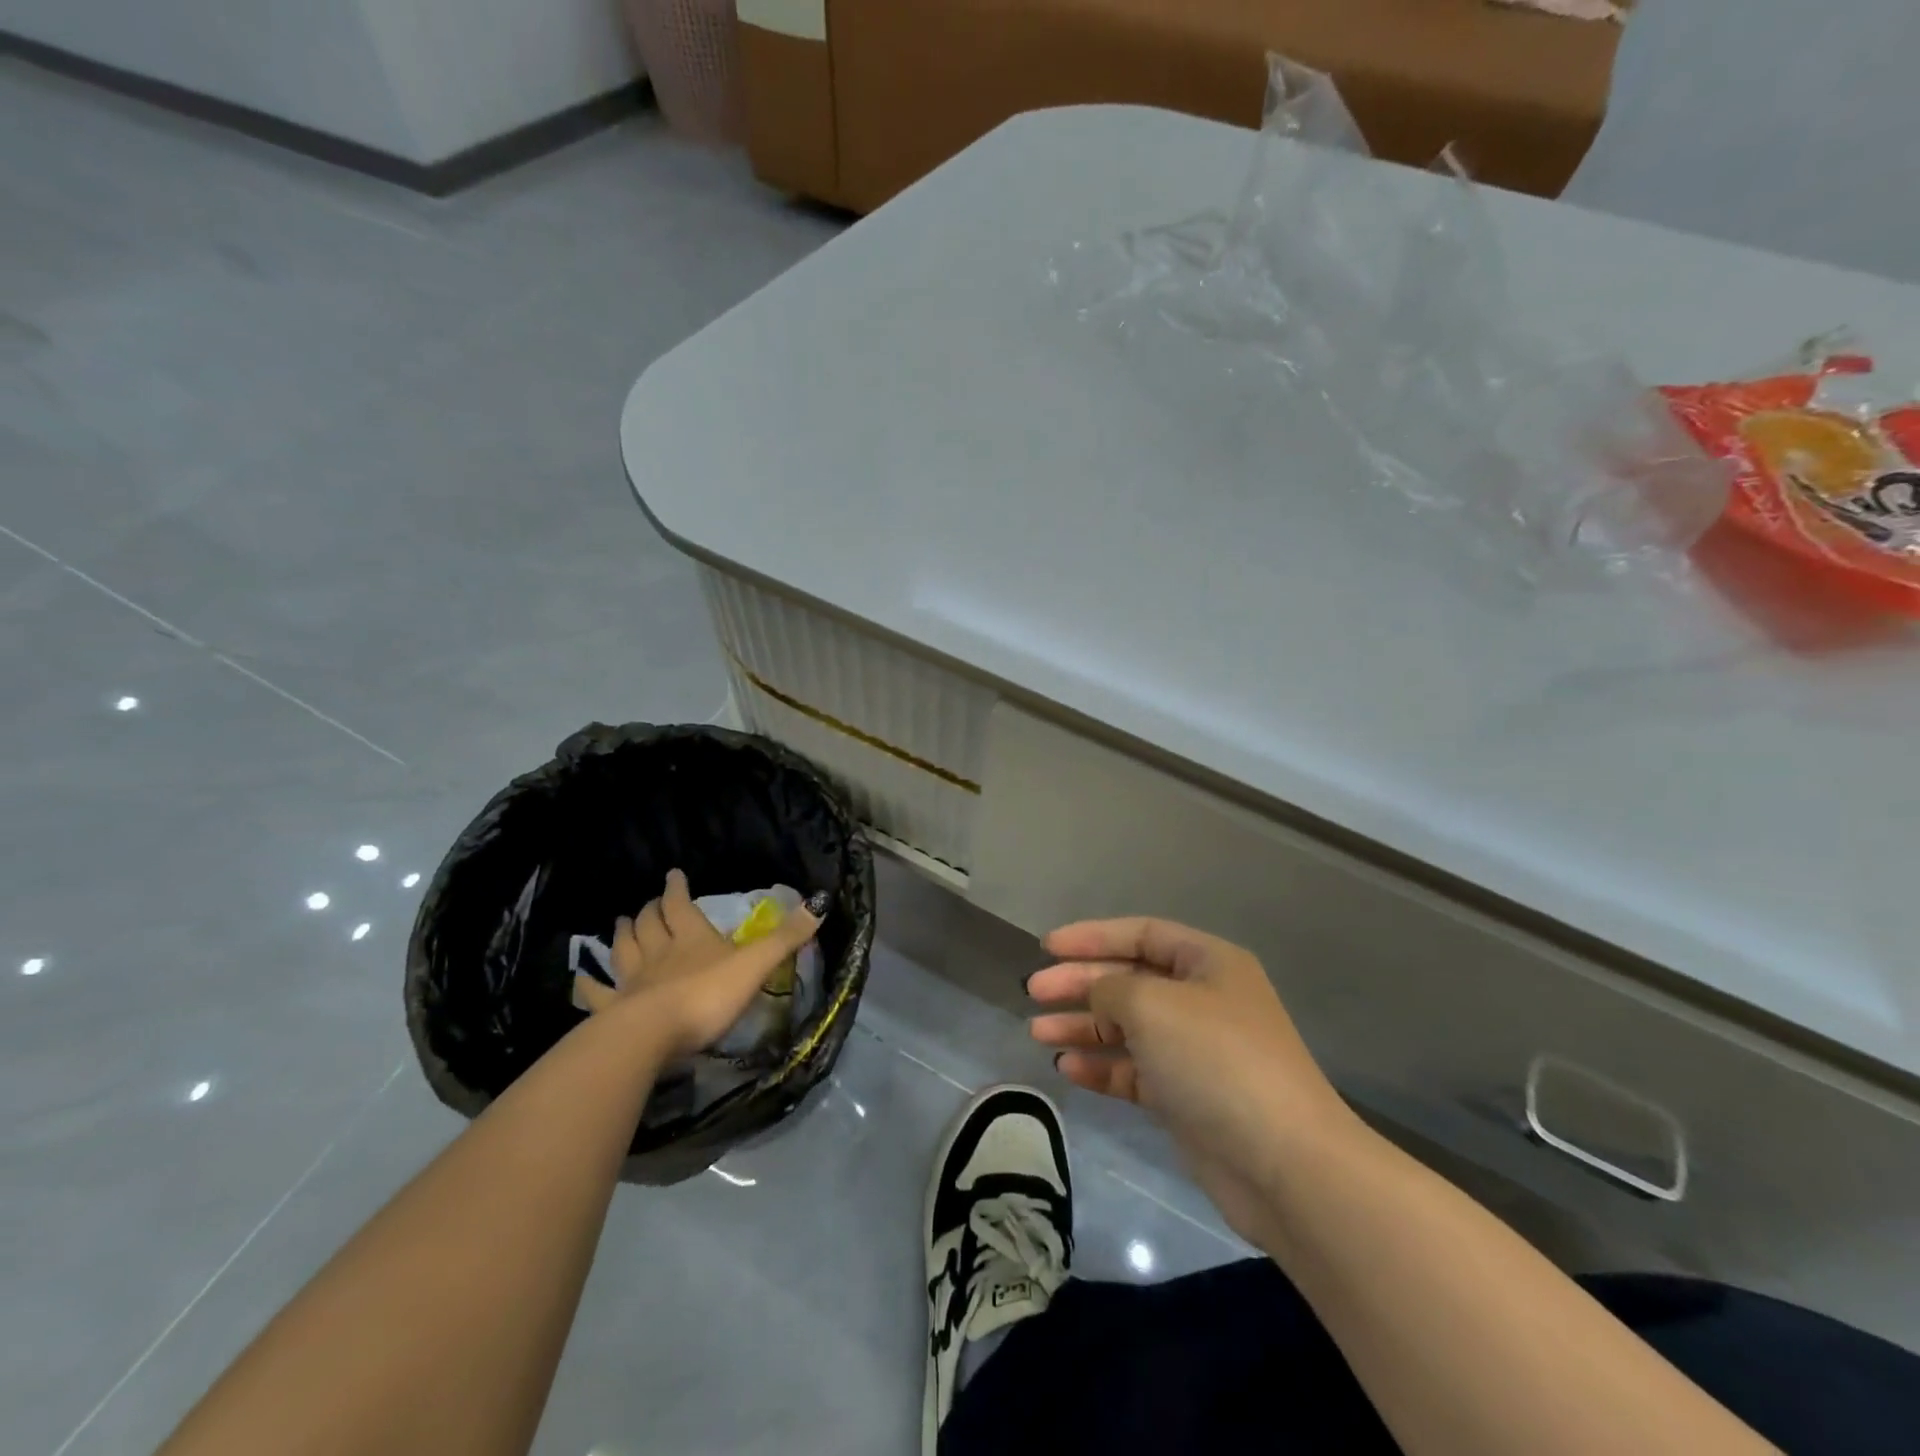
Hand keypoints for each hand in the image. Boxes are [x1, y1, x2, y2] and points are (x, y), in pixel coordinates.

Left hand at [575, 869, 826, 1060]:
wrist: (652, 1036)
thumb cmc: (707, 996)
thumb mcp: (755, 965)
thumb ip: (786, 938)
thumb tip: (819, 904)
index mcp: (691, 937)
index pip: (680, 904)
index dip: (676, 888)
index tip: (673, 874)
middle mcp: (658, 952)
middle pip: (648, 924)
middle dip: (649, 910)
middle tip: (648, 902)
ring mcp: (632, 981)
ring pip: (623, 950)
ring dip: (621, 934)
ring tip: (619, 922)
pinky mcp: (613, 1010)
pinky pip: (596, 993)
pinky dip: (588, 984)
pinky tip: (581, 980)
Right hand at [1027, 917, 1362, 1240]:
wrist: (1284, 1165)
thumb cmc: (1216, 1061)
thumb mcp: (1153, 1005)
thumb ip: (1111, 988)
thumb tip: (1096, 993)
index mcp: (1207, 963)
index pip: (1141, 934)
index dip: (1092, 936)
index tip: (1047, 947)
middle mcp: (1202, 1000)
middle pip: (1129, 980)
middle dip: (1080, 983)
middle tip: (1033, 992)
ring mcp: (1195, 1051)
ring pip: (1128, 1027)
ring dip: (1083, 1026)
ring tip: (1038, 1033)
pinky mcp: (1187, 1098)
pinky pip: (1135, 1070)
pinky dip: (1102, 1067)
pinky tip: (1068, 1069)